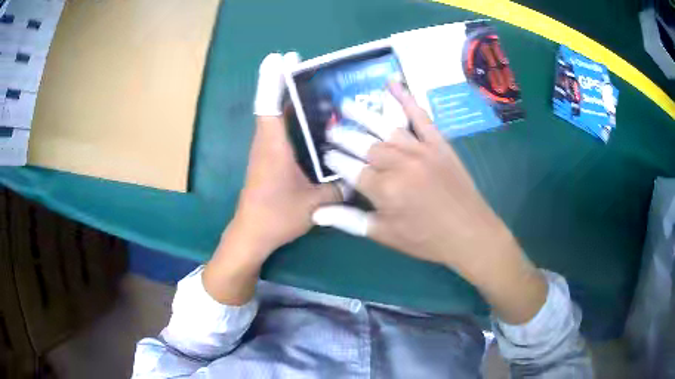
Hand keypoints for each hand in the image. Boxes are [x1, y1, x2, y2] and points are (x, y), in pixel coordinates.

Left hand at [202, 53, 339, 304]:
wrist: (252, 234)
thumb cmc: (277, 216)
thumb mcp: (314, 203)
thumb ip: (339, 187)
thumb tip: (360, 176)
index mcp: (273, 145)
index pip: (269, 104)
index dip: (272, 79)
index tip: (279, 58)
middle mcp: (266, 142)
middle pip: (272, 103)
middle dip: (284, 81)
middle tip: (303, 65)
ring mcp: (265, 150)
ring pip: (276, 115)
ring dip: (288, 97)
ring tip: (313, 85)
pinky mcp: (268, 159)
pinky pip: (279, 129)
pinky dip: (291, 117)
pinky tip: (312, 119)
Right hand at [313, 82, 546, 322]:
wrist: (468, 233)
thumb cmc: (425, 239)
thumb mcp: (385, 235)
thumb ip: (349, 221)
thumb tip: (315, 214)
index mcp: (384, 189)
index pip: (349, 168)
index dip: (334, 160)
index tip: (325, 154)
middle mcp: (399, 164)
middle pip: (364, 145)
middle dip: (342, 136)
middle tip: (329, 129)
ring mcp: (420, 149)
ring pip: (385, 127)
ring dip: (362, 115)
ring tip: (344, 105)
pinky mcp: (438, 143)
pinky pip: (420, 117)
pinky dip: (406, 98)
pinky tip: (392, 84)